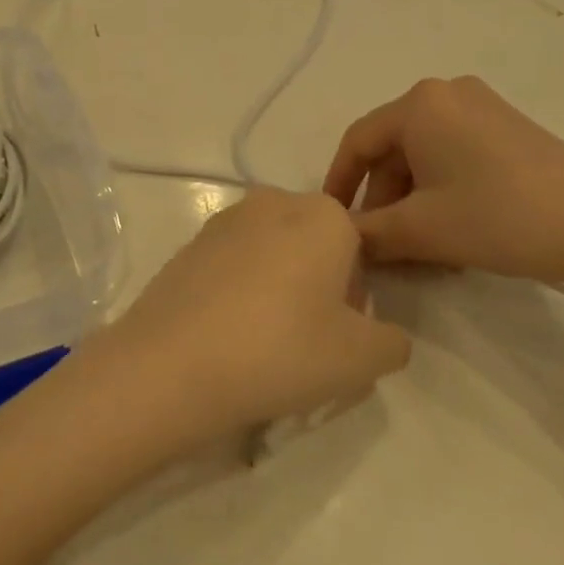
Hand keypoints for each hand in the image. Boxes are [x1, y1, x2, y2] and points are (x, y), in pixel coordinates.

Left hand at [106, 189, 411, 445]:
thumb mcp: (361, 360)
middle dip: (317, 288)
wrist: (172, 363)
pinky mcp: (189, 242)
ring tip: (260, 343)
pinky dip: (237, 292)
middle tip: (302, 343)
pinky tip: (225, 334)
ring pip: (272, 254)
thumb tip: (384, 334)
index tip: (335, 337)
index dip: (354, 299)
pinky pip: (232, 265)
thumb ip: (392, 342)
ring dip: (277, 289)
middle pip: (314, 246)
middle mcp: (276, 200)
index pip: (359, 251)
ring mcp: (226, 219)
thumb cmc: (281, 350)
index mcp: (324, 214)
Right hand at [323, 77, 563, 293]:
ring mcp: (484, 106)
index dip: (339, 183)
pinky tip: (452, 229)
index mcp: (420, 104)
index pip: (358, 140)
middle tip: (381, 245)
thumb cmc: (497, 217)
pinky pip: (456, 152)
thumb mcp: (421, 229)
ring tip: (419, 248)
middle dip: (382, 197)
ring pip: (425, 153)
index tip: (331, 222)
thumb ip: (369, 233)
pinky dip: (442, 188)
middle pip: (394, 147)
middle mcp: (448, 93)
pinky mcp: (510, 126)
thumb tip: (343, 239)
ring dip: (413, 198)